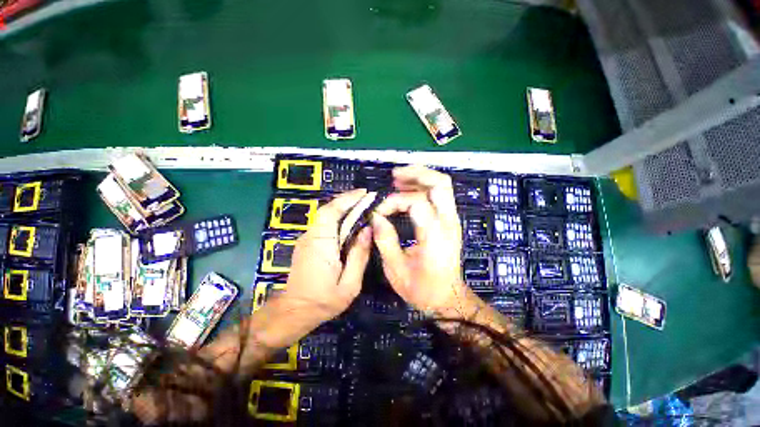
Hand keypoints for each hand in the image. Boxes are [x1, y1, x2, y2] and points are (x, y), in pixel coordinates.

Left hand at [284, 189, 373, 322]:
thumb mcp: (350, 284)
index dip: (348, 199)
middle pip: (328, 210)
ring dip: (344, 207)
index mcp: (321, 244)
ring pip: (326, 215)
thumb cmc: (323, 301)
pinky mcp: (307, 243)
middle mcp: (311, 236)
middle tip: (367, 197)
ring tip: (363, 205)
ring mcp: (307, 239)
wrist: (294, 312)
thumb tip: (368, 230)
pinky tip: (350, 221)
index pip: (331, 212)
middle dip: (348, 200)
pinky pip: (324, 224)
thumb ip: (359, 255)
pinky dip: (338, 217)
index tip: (365, 192)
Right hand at [371, 166, 473, 316]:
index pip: (416, 202)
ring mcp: (452, 220)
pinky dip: (423, 187)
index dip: (394, 202)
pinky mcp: (450, 221)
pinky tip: (408, 190)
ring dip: (420, 177)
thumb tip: (376, 217)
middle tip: (394, 176)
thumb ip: (385, 240)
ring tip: (398, 179)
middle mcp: (448, 223)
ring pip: (442, 185)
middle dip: (416, 174)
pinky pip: (440, 195)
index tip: (379, 213)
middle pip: (440, 183)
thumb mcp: (396, 269)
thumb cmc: (422, 288)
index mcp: (435, 236)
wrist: (448, 298)